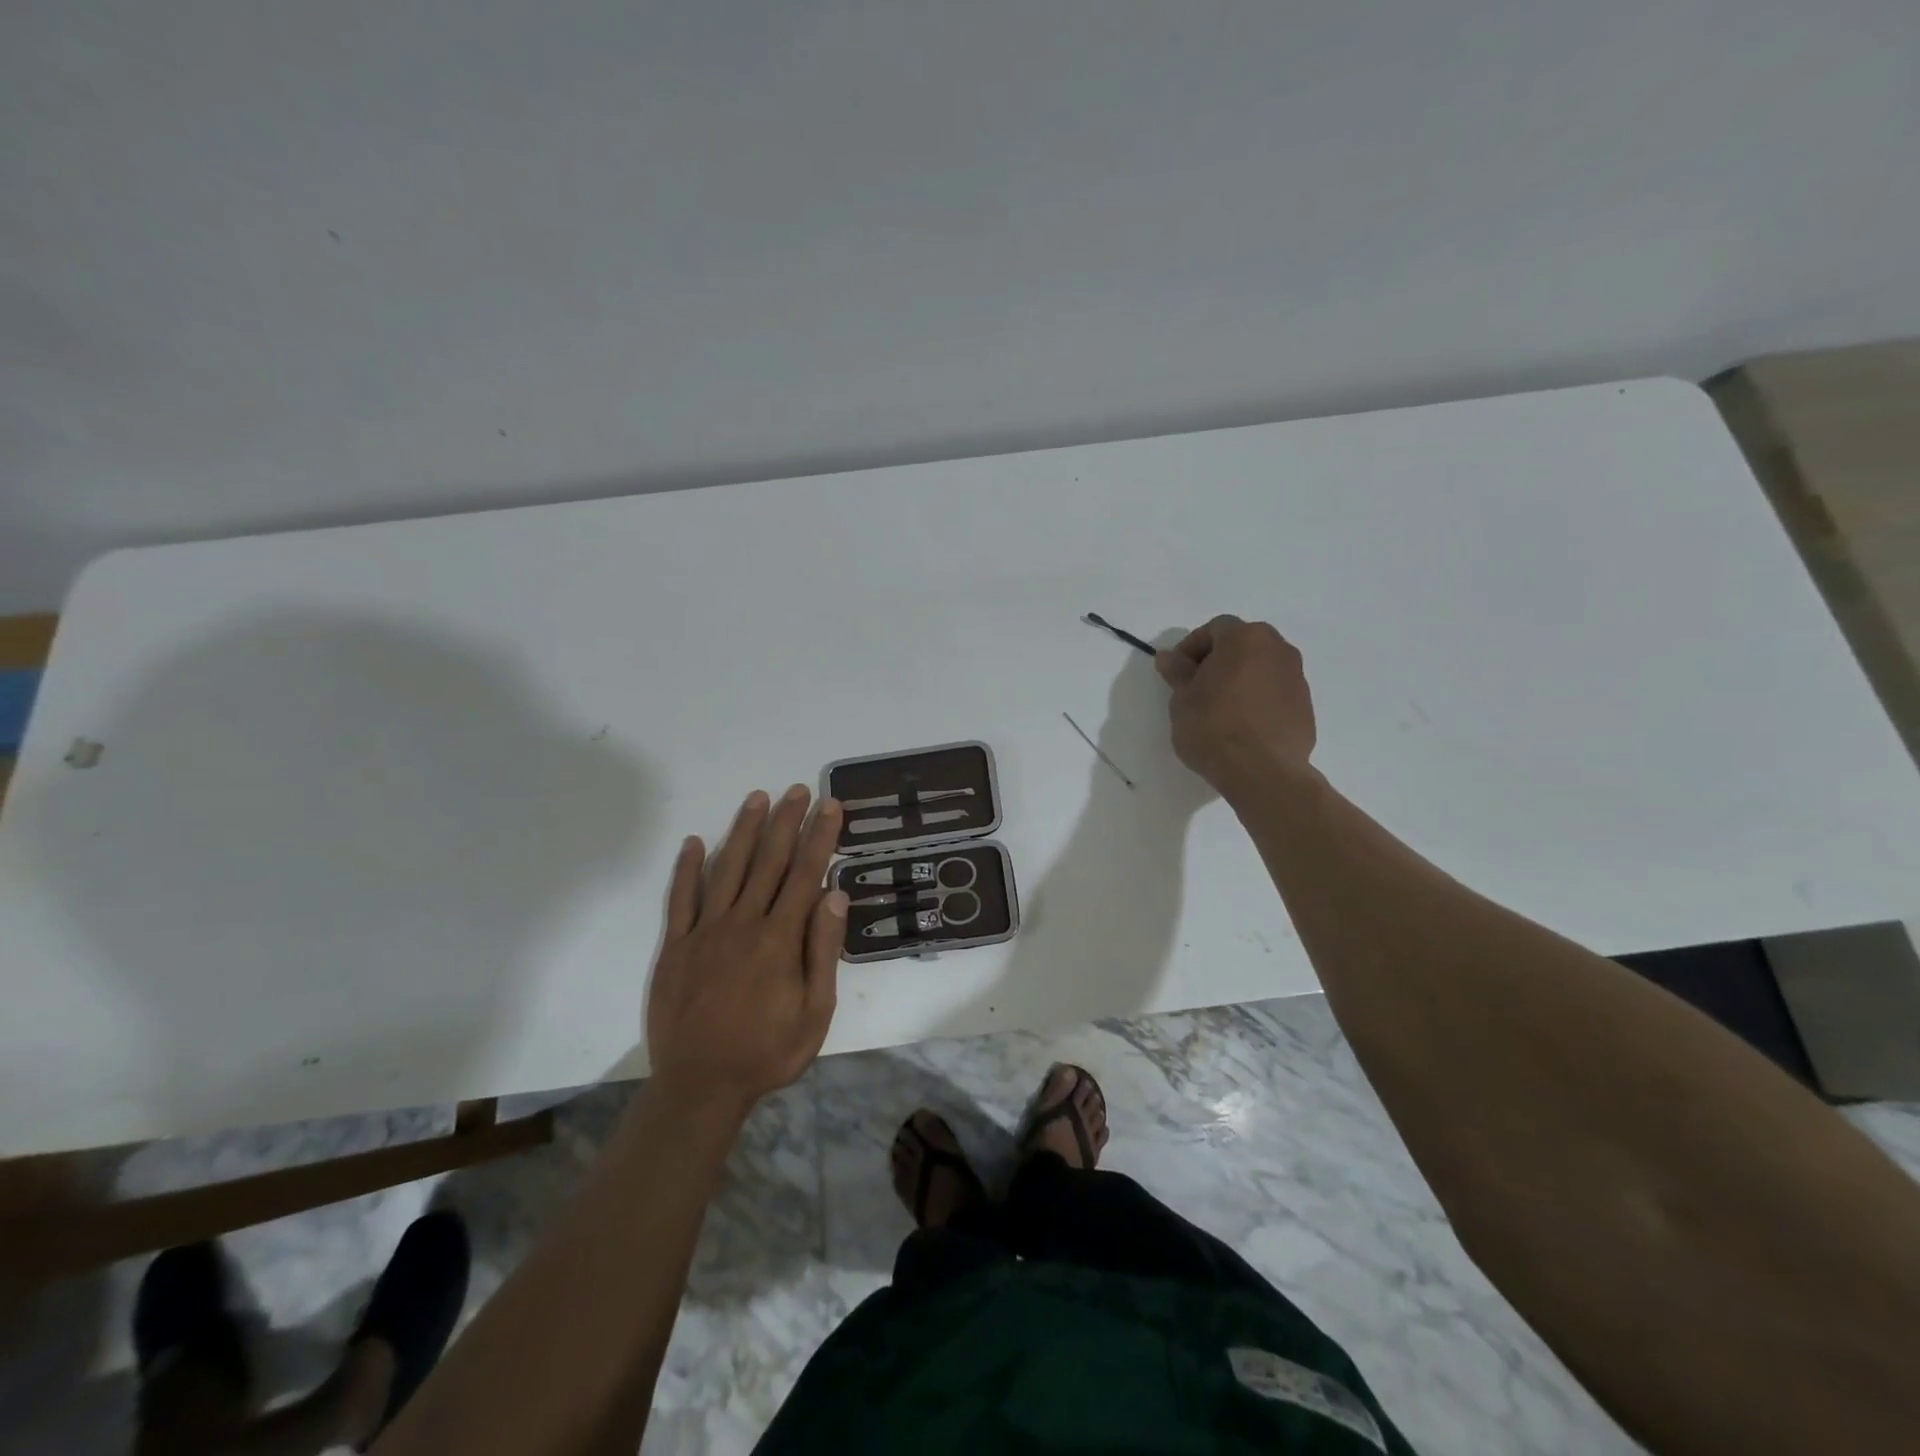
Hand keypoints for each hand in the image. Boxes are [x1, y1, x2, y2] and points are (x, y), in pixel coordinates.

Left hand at [646, 786, 847, 1118]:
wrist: (700, 1086)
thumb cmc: (767, 1051)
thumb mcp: (814, 1012)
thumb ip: (822, 951)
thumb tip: (834, 896)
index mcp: (779, 939)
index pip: (806, 874)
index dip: (820, 837)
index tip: (830, 806)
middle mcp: (742, 923)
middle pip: (768, 862)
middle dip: (787, 822)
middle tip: (798, 789)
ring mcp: (705, 931)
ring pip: (728, 869)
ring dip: (744, 831)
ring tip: (758, 798)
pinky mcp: (676, 946)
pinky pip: (681, 899)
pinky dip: (688, 868)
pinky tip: (695, 842)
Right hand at [1155, 615, 1316, 797]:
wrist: (1262, 772)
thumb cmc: (1213, 728)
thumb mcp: (1182, 699)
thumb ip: (1177, 672)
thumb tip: (1169, 656)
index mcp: (1245, 638)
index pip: (1214, 629)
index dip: (1192, 647)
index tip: (1178, 672)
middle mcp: (1278, 648)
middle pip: (1243, 643)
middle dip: (1219, 660)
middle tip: (1198, 687)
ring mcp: (1297, 677)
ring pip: (1261, 666)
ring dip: (1240, 678)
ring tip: (1220, 708)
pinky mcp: (1306, 705)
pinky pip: (1275, 691)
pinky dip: (1258, 698)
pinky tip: (1243, 724)